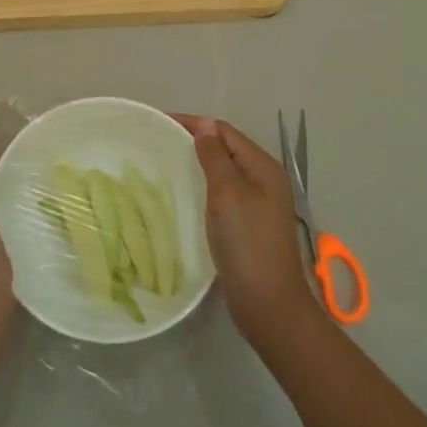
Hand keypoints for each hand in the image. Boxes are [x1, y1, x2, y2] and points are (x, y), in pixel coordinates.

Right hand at [178, 117, 320, 348]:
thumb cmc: (247, 242)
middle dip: (195, 142)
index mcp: (262, 167)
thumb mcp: (228, 192)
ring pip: (224, 172)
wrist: (267, 303)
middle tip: (158, 144)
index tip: (159, 123)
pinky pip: (223, 194)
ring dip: (198, 165)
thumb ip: (215, 156)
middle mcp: (264, 180)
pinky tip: (184, 196)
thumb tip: (205, 125)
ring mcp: (258, 204)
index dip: (194, 124)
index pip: (224, 131)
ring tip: (165, 166)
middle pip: (226, 149)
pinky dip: (204, 187)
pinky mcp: (248, 225)